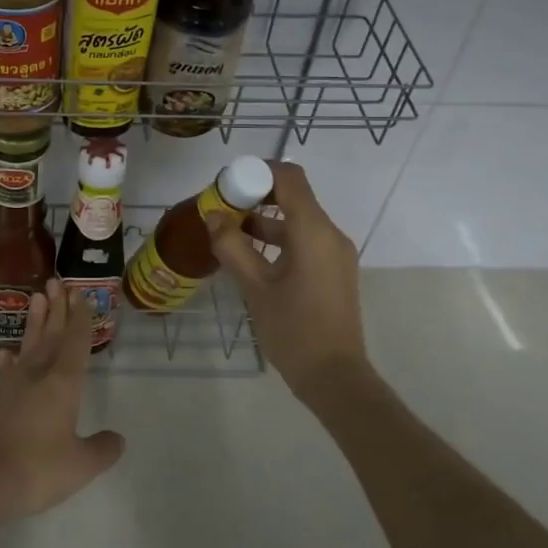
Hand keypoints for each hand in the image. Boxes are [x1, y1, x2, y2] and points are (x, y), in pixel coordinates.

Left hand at [0, 279, 124, 532]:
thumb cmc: (35, 469)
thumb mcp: (79, 466)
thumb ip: (101, 450)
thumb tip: (118, 439)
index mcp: (62, 384)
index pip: (74, 342)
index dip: (80, 318)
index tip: (80, 294)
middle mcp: (37, 376)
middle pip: (50, 336)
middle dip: (56, 309)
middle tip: (56, 282)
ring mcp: (10, 387)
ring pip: (27, 346)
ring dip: (34, 322)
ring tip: (36, 298)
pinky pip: (5, 371)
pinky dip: (8, 360)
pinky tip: (5, 353)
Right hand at [206, 160, 371, 403]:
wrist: (334, 376)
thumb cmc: (293, 330)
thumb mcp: (255, 287)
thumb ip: (232, 246)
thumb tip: (212, 215)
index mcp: (314, 231)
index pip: (289, 177)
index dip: (258, 171)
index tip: (228, 183)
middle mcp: (330, 234)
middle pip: (293, 195)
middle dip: (256, 195)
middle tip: (222, 208)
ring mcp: (335, 253)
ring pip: (298, 220)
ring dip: (264, 219)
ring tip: (228, 233)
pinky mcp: (333, 270)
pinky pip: (305, 240)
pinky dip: (278, 238)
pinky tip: (250, 256)